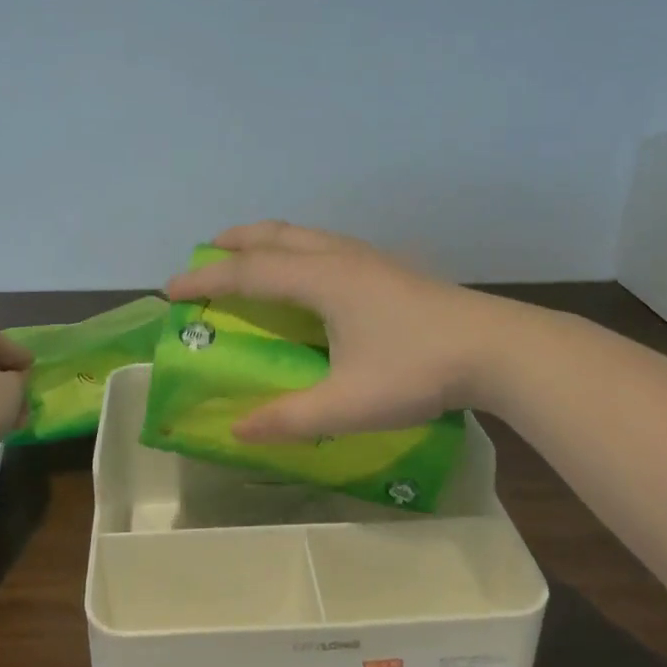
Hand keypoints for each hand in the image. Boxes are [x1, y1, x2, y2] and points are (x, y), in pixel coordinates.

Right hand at [164, 221, 520, 440]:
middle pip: (274, 236)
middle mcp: (339, 258)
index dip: (205, 280)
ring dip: (268, 240)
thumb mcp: (348, 404)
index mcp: (321, 281)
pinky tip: (309, 274)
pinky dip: (297, 249)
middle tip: (205, 254)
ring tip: (250, 255)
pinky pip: (325, 245)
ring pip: (304, 234)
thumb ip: (290, 418)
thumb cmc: (417, 370)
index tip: (169, 289)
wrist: (497, 348)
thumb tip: (238, 432)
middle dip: (234, 243)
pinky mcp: (388, 268)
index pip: (248, 273)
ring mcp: (368, 258)